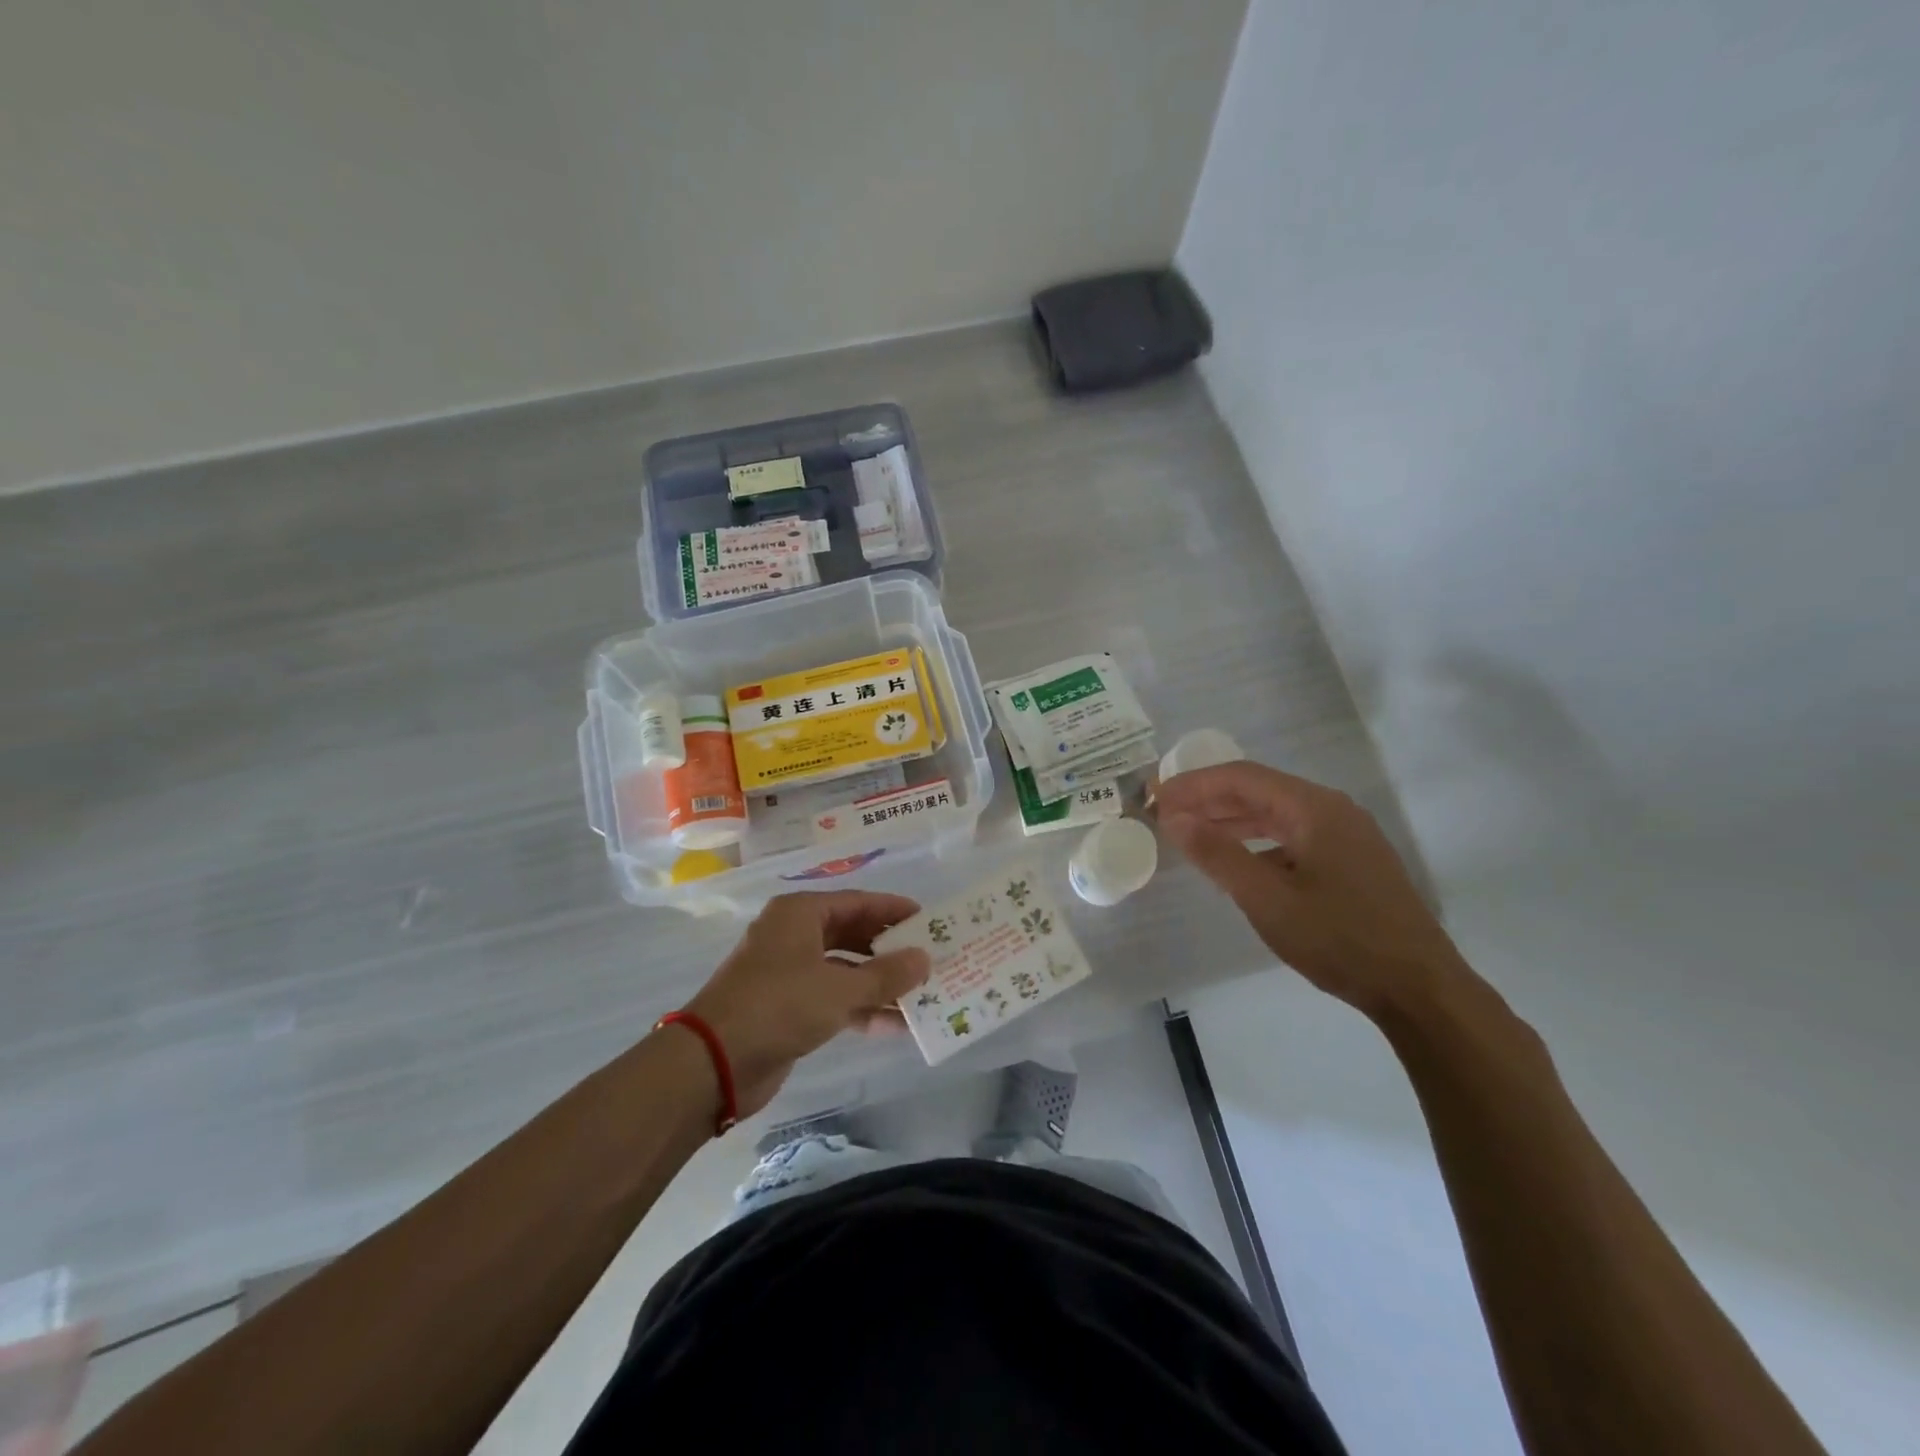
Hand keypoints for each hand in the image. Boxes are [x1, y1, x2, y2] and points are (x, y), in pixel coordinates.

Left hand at [683, 891, 930, 1116]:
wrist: (713, 1062)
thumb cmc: (779, 1006)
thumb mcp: (839, 988)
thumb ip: (886, 974)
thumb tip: (925, 958)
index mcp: (800, 914)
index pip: (858, 902)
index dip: (893, 910)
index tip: (929, 919)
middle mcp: (794, 935)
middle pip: (852, 934)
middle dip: (890, 949)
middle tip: (929, 957)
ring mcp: (789, 972)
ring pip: (845, 969)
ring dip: (879, 983)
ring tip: (921, 995)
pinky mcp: (787, 1007)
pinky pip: (833, 998)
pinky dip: (861, 1008)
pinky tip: (895, 1025)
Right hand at [1156, 761, 1467, 1019]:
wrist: (1420, 990)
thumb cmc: (1339, 940)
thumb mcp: (1267, 899)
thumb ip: (1218, 854)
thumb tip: (1175, 818)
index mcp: (1314, 808)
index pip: (1242, 778)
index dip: (1194, 785)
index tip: (1155, 798)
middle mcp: (1332, 810)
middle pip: (1259, 790)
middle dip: (1209, 799)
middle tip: (1165, 814)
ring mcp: (1347, 835)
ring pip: (1276, 814)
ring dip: (1232, 819)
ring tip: (1191, 832)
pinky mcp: (1353, 861)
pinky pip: (1293, 836)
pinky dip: (1258, 840)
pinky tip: (1237, 861)